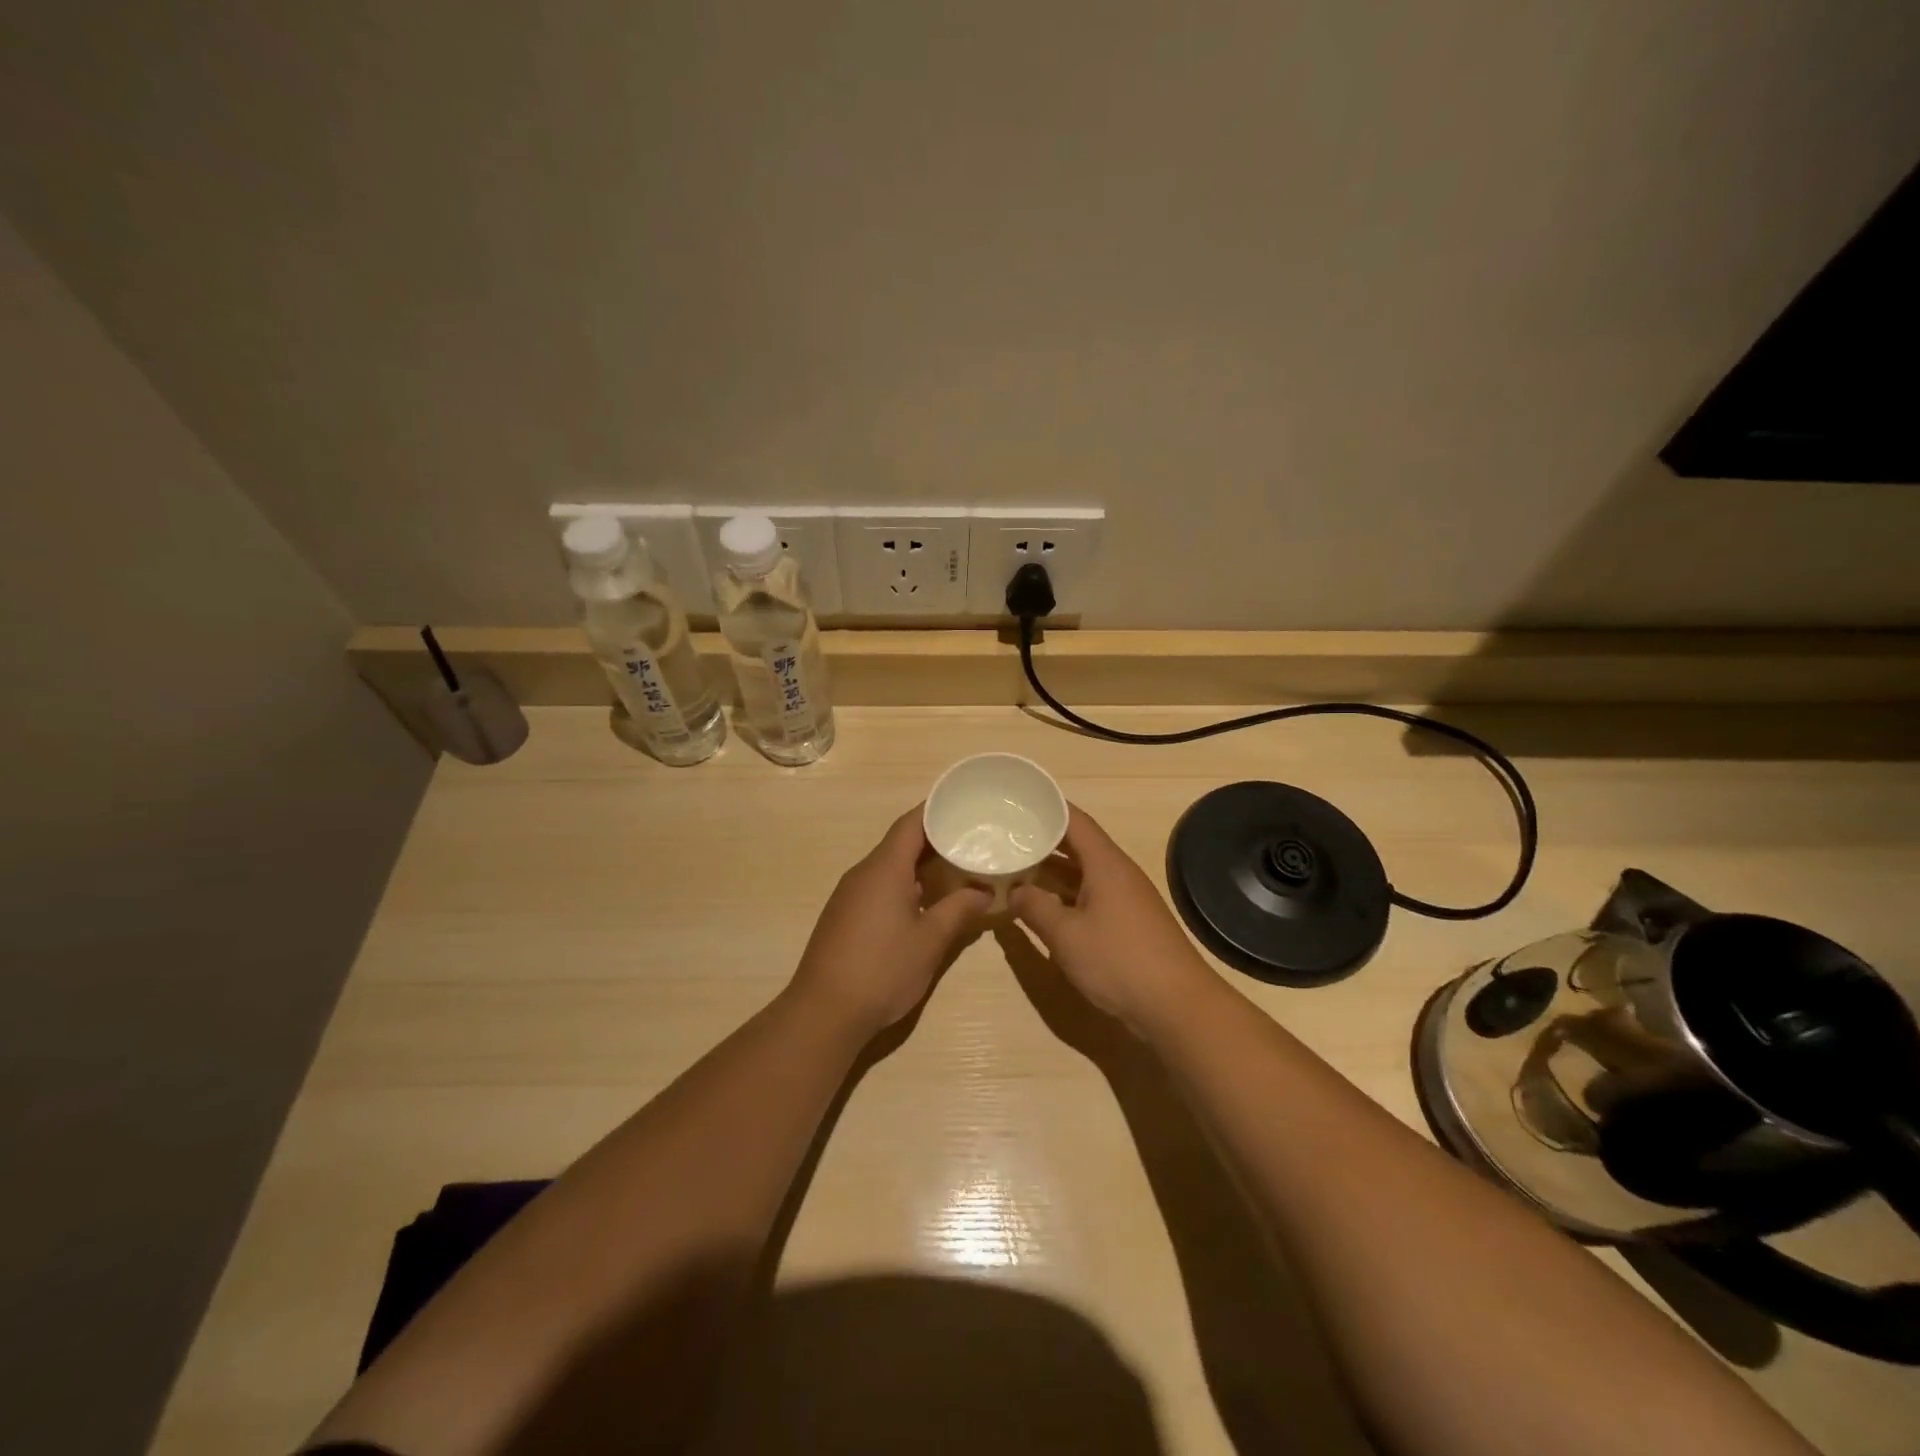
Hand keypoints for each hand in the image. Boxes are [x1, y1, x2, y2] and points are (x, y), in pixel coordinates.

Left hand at [789, 807, 991, 1038]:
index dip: (936, 810)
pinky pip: (878, 886)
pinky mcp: (844, 915)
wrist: (824, 1012)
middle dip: (935, 839)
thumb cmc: (882, 969)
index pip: (911, 824)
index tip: (964, 805)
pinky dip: (904, 884)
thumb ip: (959, 910)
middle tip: (971, 840)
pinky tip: (925, 901)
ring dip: (920, 865)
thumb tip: (984, 892)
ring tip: (956, 868)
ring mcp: (849, 895)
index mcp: (884, 869)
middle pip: (900, 843)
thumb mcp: (930, 940)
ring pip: (889, 866)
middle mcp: (863, 873)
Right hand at [1011, 805, 1220, 1035]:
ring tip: (1015, 868)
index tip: (1017, 803)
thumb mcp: (1065, 935)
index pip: (1074, 820)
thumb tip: (1015, 890)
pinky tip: (1043, 906)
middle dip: (1042, 841)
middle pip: (1077, 845)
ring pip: (1082, 874)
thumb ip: (1035, 907)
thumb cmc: (1119, 961)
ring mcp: (1125, 899)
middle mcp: (1118, 873)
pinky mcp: (1128, 923)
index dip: (1046, 808)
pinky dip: (1065, 895)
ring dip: (1051, 872)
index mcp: (1105, 863)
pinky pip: (1090, 896)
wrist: (1177, 1007)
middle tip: (1006, 837)